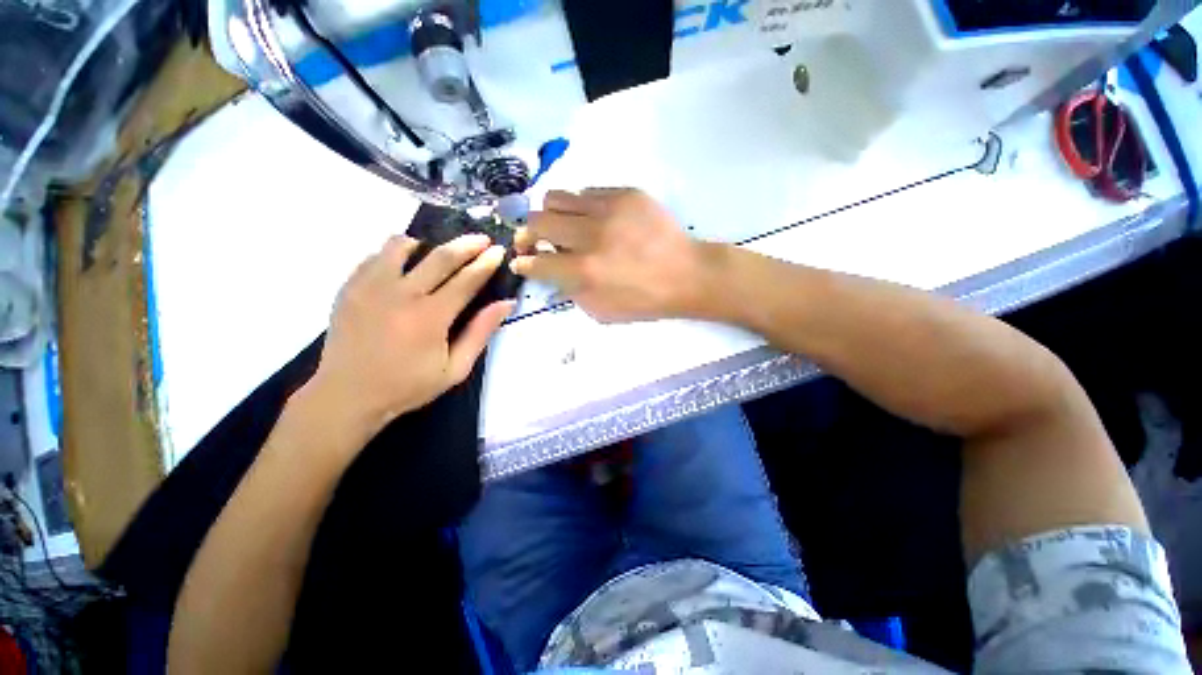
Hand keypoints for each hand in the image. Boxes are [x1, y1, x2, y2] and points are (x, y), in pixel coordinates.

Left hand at [304, 234, 513, 438]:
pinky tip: (403, 265)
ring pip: (400, 246)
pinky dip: (394, 254)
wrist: (346, 396)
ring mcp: (370, 287)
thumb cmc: (407, 386)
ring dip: (426, 243)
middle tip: (482, 239)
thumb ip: (481, 333)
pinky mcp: (349, 287)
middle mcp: (401, 294)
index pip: (466, 280)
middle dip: (466, 244)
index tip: (499, 251)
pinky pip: (374, 256)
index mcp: (431, 317)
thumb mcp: (455, 369)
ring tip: (436, 249)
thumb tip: (506, 304)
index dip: (486, 263)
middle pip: (440, 257)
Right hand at [511, 188, 715, 322]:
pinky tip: (593, 219)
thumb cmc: (646, 301)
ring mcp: (608, 209)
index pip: (537, 262)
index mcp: (585, 272)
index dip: (523, 263)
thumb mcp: (603, 311)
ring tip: (562, 225)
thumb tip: (551, 277)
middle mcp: (590, 236)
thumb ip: (571, 294)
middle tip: (533, 240)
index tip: (521, 261)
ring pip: (556, 197)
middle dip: (527, 234)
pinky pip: (587, 192)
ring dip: (551, 214)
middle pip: (537, 222)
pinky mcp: (625, 194)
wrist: (687, 274)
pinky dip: (582, 207)